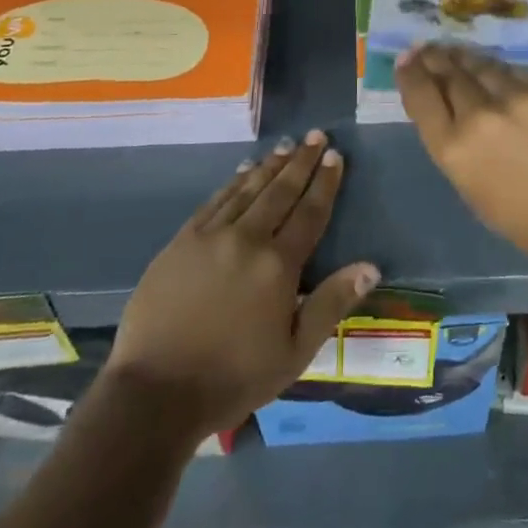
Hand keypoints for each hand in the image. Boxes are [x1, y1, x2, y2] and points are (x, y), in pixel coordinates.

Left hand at [101, 131, 378, 438]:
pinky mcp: (182, 241)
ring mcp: (211, 236)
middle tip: (316, 135)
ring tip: (286, 145)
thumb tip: (371, 266)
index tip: (335, 155)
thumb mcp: (295, 352)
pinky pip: (215, 201)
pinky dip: (233, 182)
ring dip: (269, 165)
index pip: (310, 213)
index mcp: (278, 265)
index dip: (325, 183)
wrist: (156, 392)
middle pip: (280, 191)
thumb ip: (332, 304)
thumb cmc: (234, 378)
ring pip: (247, 189)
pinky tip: (242, 170)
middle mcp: (247, 238)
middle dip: (301, 161)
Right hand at [396, 44, 527, 269]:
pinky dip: (500, 70)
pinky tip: (495, 70)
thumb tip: (441, 107)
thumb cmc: (522, 216)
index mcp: (454, 148)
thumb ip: (451, 142)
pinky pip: (513, 70)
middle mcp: (478, 114)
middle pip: (448, 72)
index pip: (420, 96)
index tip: (406, 61)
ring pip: (479, 63)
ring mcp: (515, 95)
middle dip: (434, 58)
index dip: (410, 74)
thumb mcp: (469, 186)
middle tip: (427, 49)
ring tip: (455, 51)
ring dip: (463, 56)